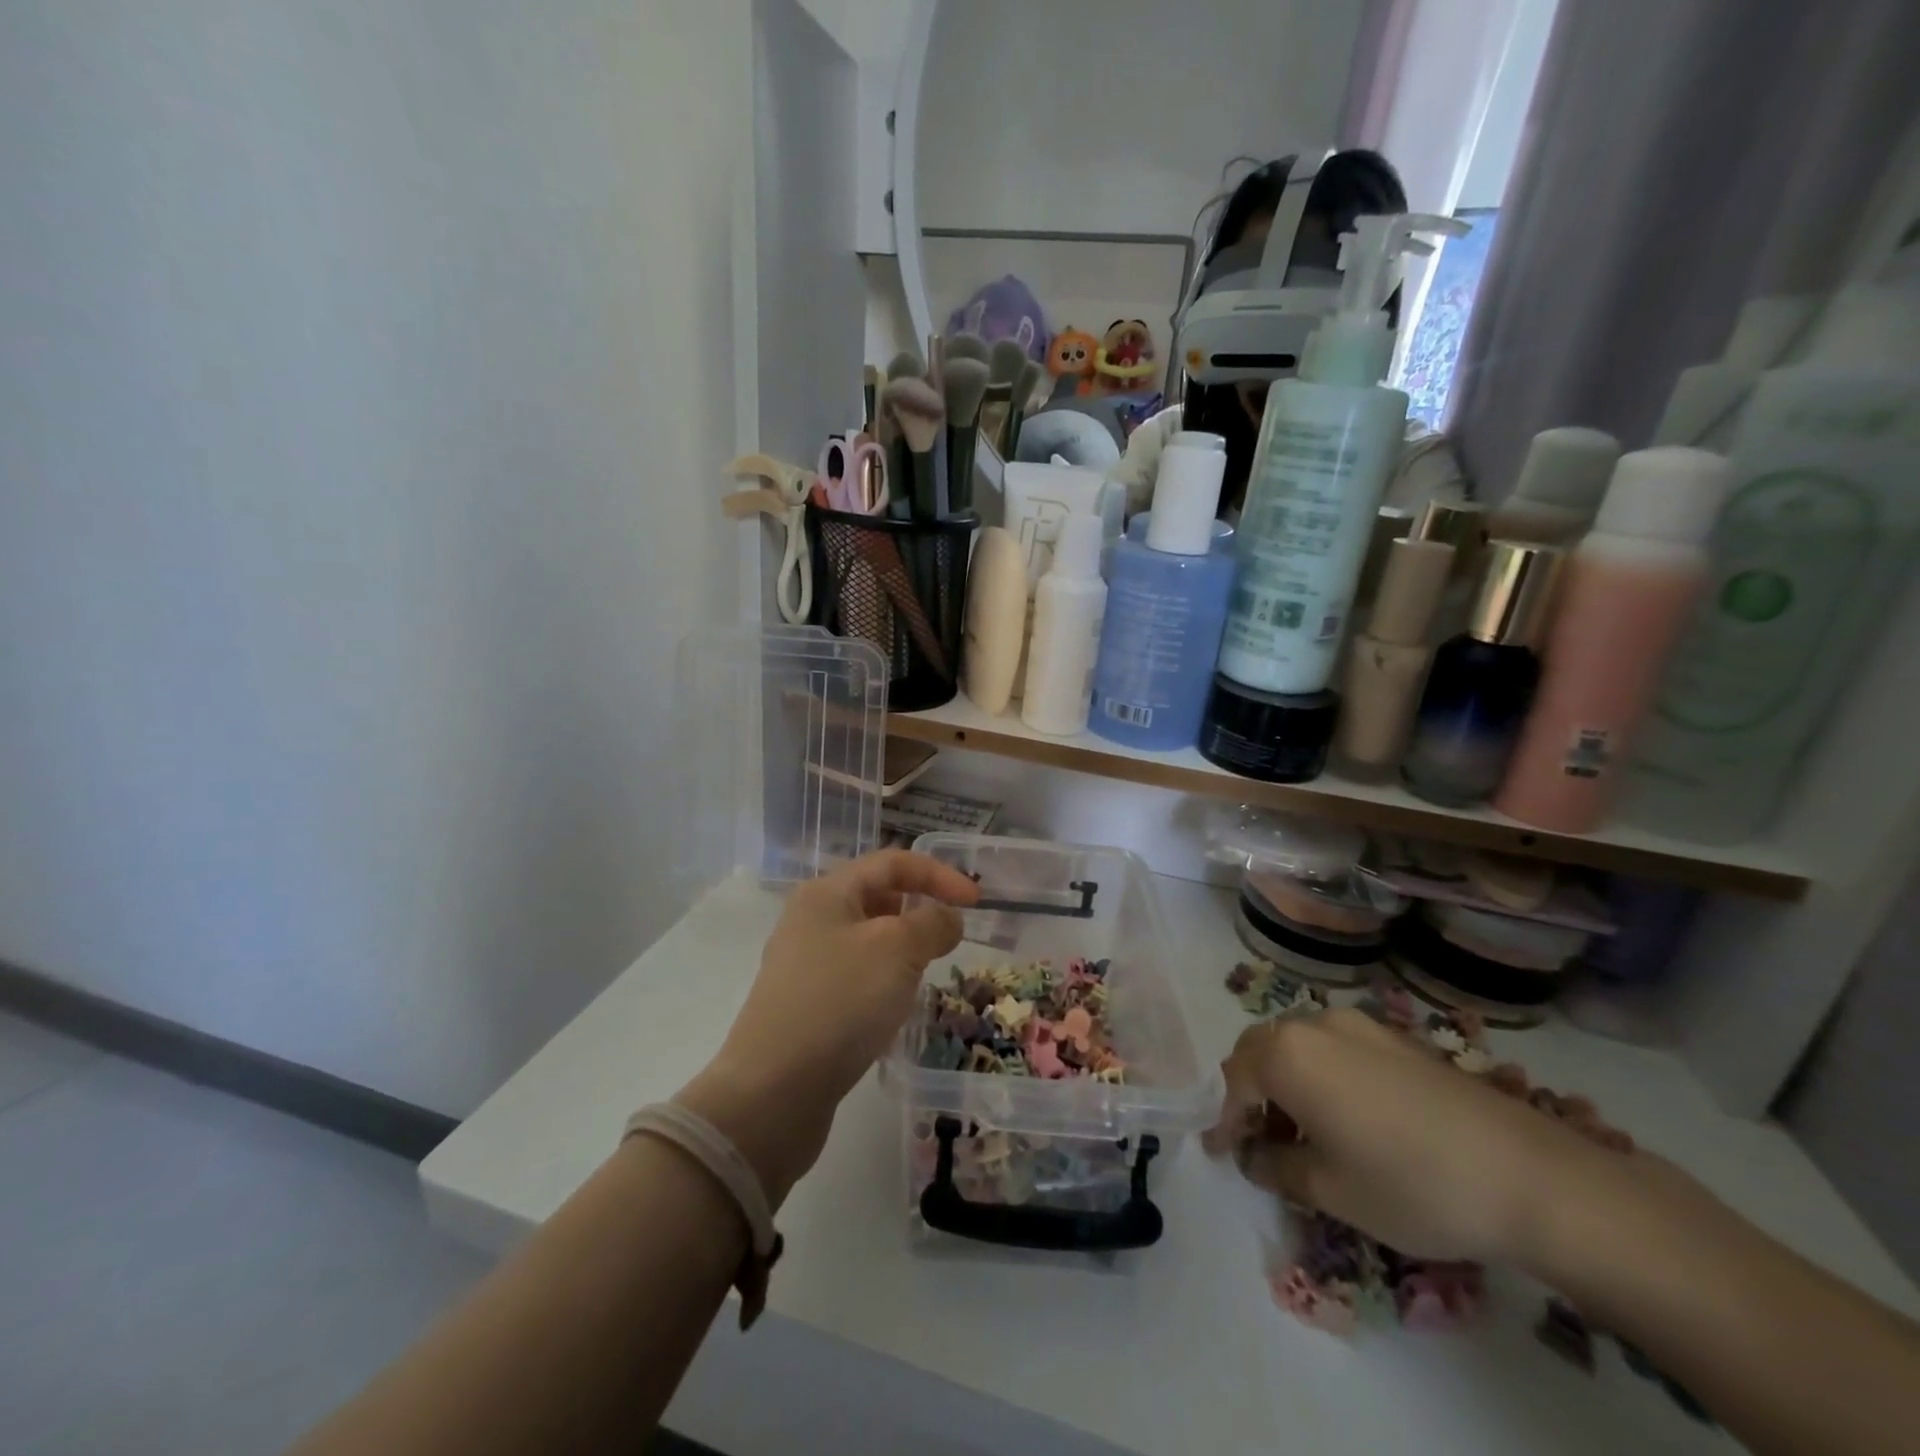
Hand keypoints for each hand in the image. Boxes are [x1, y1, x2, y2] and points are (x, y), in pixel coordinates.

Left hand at [677, 850, 978, 1205]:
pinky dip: (884, 983)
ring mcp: (804, 965)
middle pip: (877, 897)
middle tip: (950, 940)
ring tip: (924, 975)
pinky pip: (856, 978)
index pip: (892, 863)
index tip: (976, 903)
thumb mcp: (897, 950)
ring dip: (903, 950)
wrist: (773, 1091)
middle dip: (918, 911)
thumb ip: (932, 923)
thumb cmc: (839, 1002)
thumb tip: (946, 918)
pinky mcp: (806, 1006)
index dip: (938, 874)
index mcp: (827, 892)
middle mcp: (811, 920)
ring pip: (868, 941)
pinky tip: (894, 1012)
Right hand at [1203, 1008, 1604, 1262]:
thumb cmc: (1410, 1184)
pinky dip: (1321, 1075)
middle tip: (1254, 1138)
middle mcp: (1314, 1024)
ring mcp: (1359, 1025)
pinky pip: (1335, 1048)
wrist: (1529, 1175)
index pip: (1234, 1081)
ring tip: (1299, 1129)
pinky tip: (1344, 1115)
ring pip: (1298, 1045)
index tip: (1220, 1153)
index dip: (1223, 1119)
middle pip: (1260, 1050)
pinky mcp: (1396, 1037)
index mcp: (1287, 1053)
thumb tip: (1255, 1158)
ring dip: (1285, 1081)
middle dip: (1249, 1092)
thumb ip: (1277, 1168)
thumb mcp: (1331, 1190)